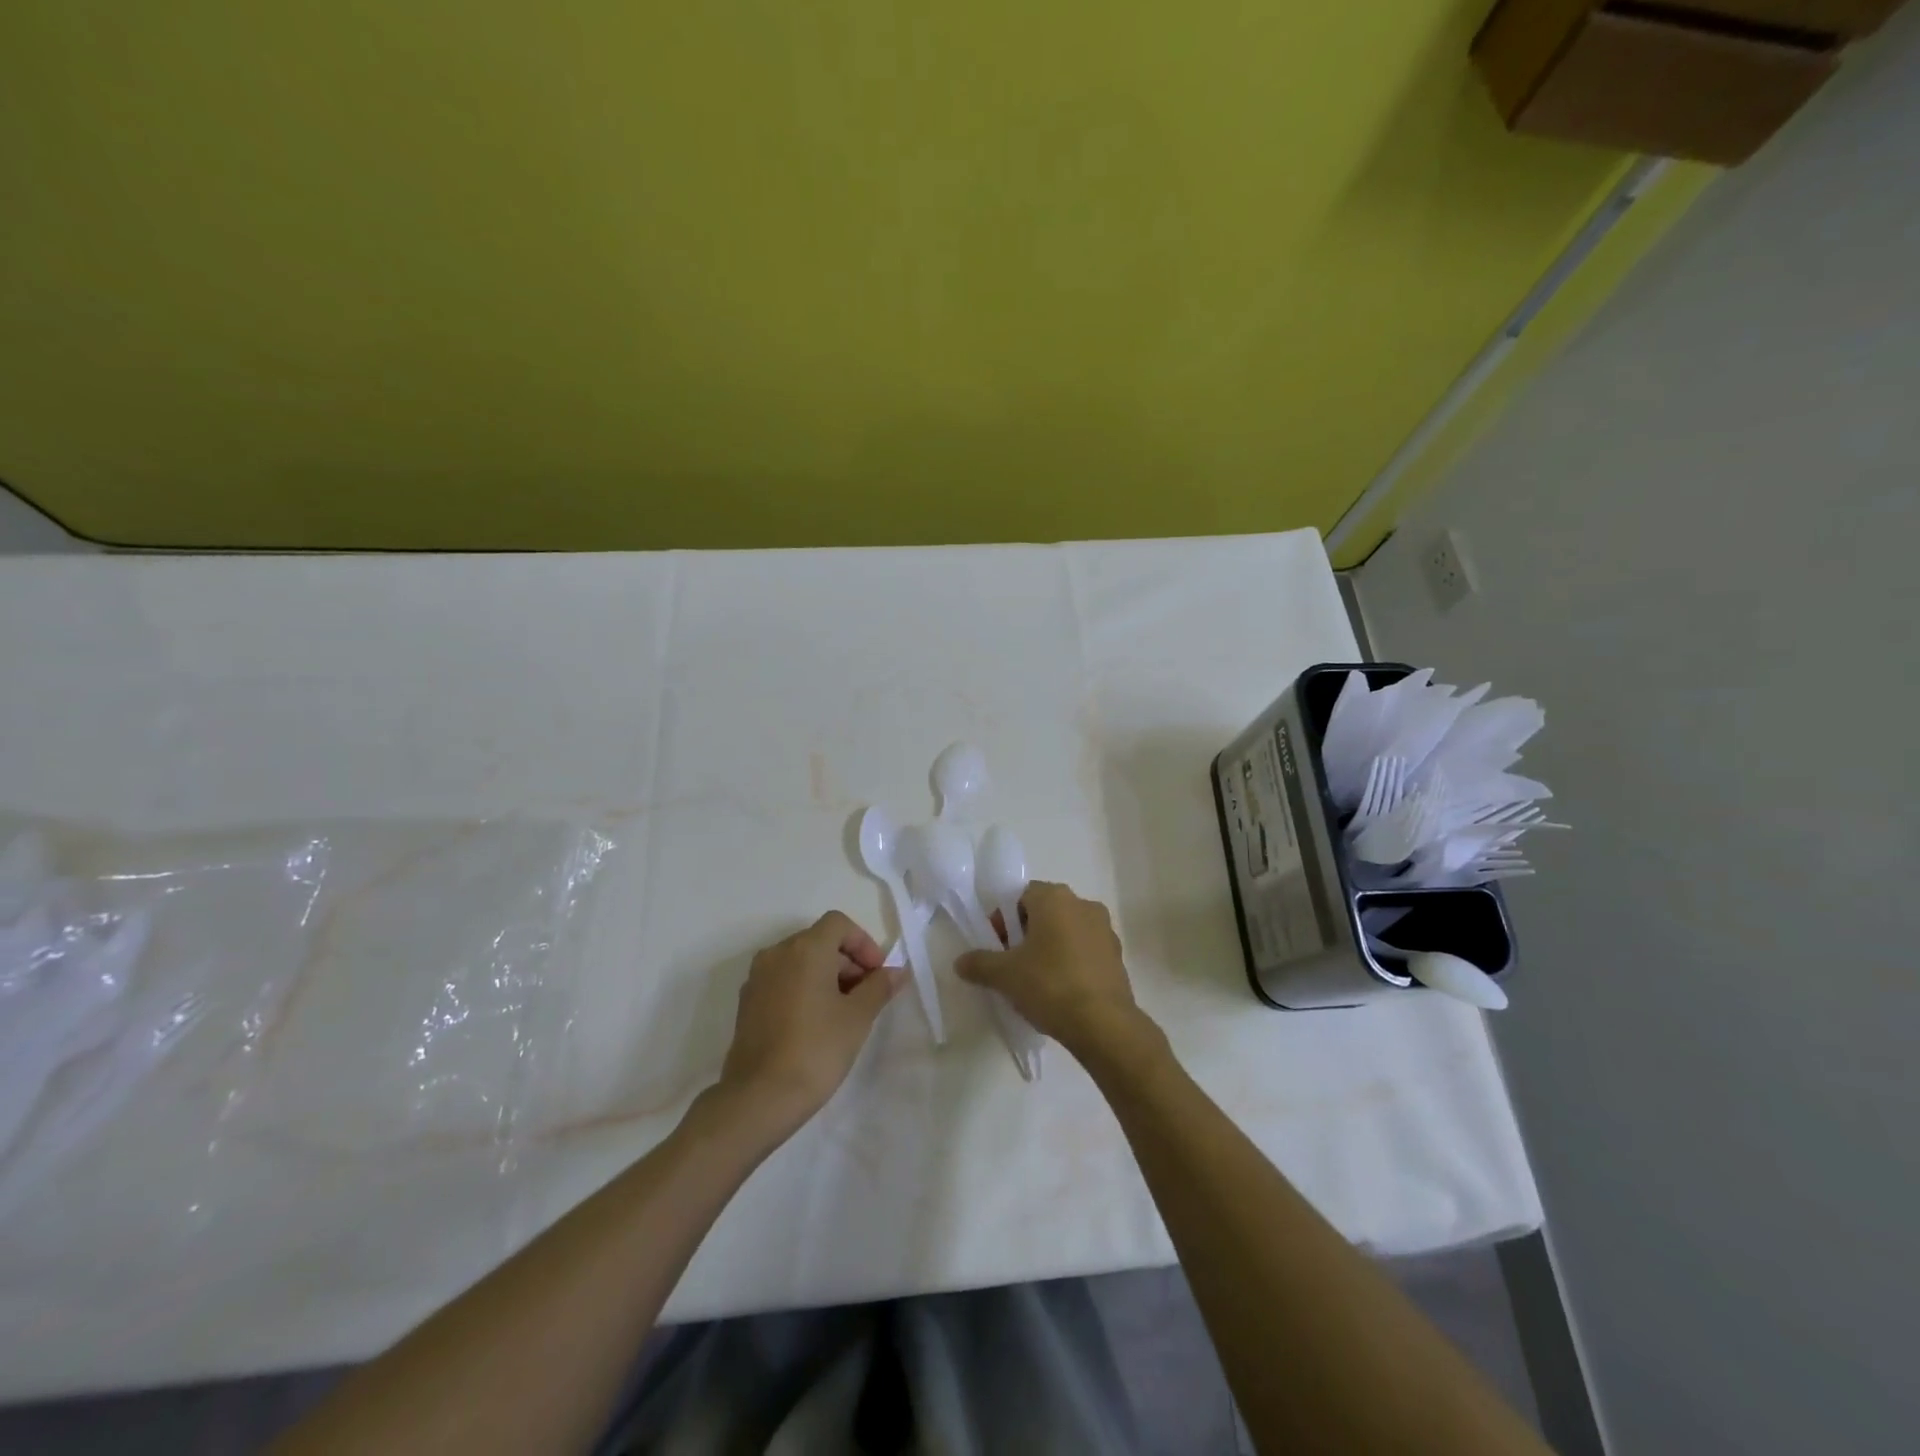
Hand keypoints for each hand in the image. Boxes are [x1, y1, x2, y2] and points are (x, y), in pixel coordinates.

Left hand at [716, 911, 902, 1132]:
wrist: (759, 1098)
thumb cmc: (816, 1049)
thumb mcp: (858, 1017)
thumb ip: (879, 987)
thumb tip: (897, 971)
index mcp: (805, 949)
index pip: (839, 924)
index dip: (863, 943)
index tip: (877, 974)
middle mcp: (777, 953)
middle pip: (819, 940)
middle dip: (847, 961)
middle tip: (866, 996)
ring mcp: (757, 978)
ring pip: (800, 961)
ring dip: (826, 975)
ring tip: (843, 1012)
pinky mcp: (747, 1003)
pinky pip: (783, 980)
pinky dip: (803, 988)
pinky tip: (816, 1023)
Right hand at [955, 882, 1146, 1056]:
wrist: (1103, 1024)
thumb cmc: (1049, 985)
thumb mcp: (1004, 975)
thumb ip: (979, 963)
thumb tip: (960, 962)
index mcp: (1055, 898)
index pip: (1021, 896)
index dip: (1004, 920)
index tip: (998, 948)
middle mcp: (1083, 904)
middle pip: (1045, 912)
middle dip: (1027, 934)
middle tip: (1013, 965)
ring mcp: (1105, 930)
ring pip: (1067, 931)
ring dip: (1051, 948)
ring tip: (1038, 982)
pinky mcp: (1118, 956)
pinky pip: (1086, 951)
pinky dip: (1072, 963)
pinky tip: (1062, 992)